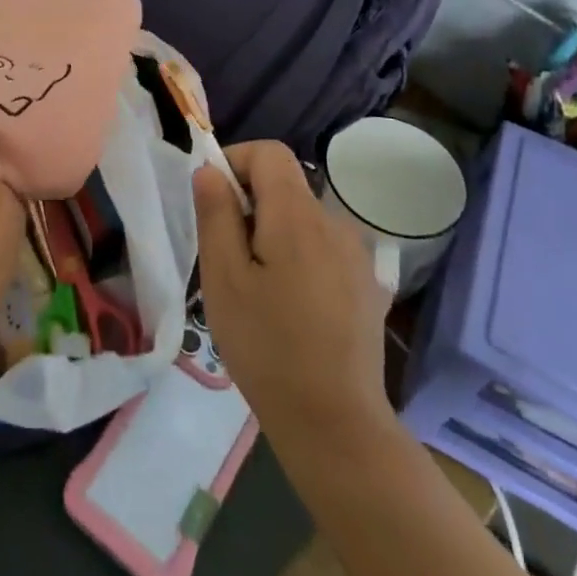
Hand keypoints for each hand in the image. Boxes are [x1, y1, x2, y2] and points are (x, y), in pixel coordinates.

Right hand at [192, 141, 396, 446]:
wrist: (336, 423)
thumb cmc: (267, 347)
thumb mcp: (224, 278)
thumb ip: (216, 214)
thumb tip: (210, 170)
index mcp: (297, 215)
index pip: (269, 152)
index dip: (235, 162)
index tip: (213, 203)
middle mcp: (334, 222)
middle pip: (285, 185)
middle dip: (249, 205)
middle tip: (226, 257)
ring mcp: (356, 255)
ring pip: (302, 219)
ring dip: (272, 233)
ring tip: (255, 288)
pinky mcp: (366, 284)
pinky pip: (322, 248)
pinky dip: (297, 257)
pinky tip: (289, 307)